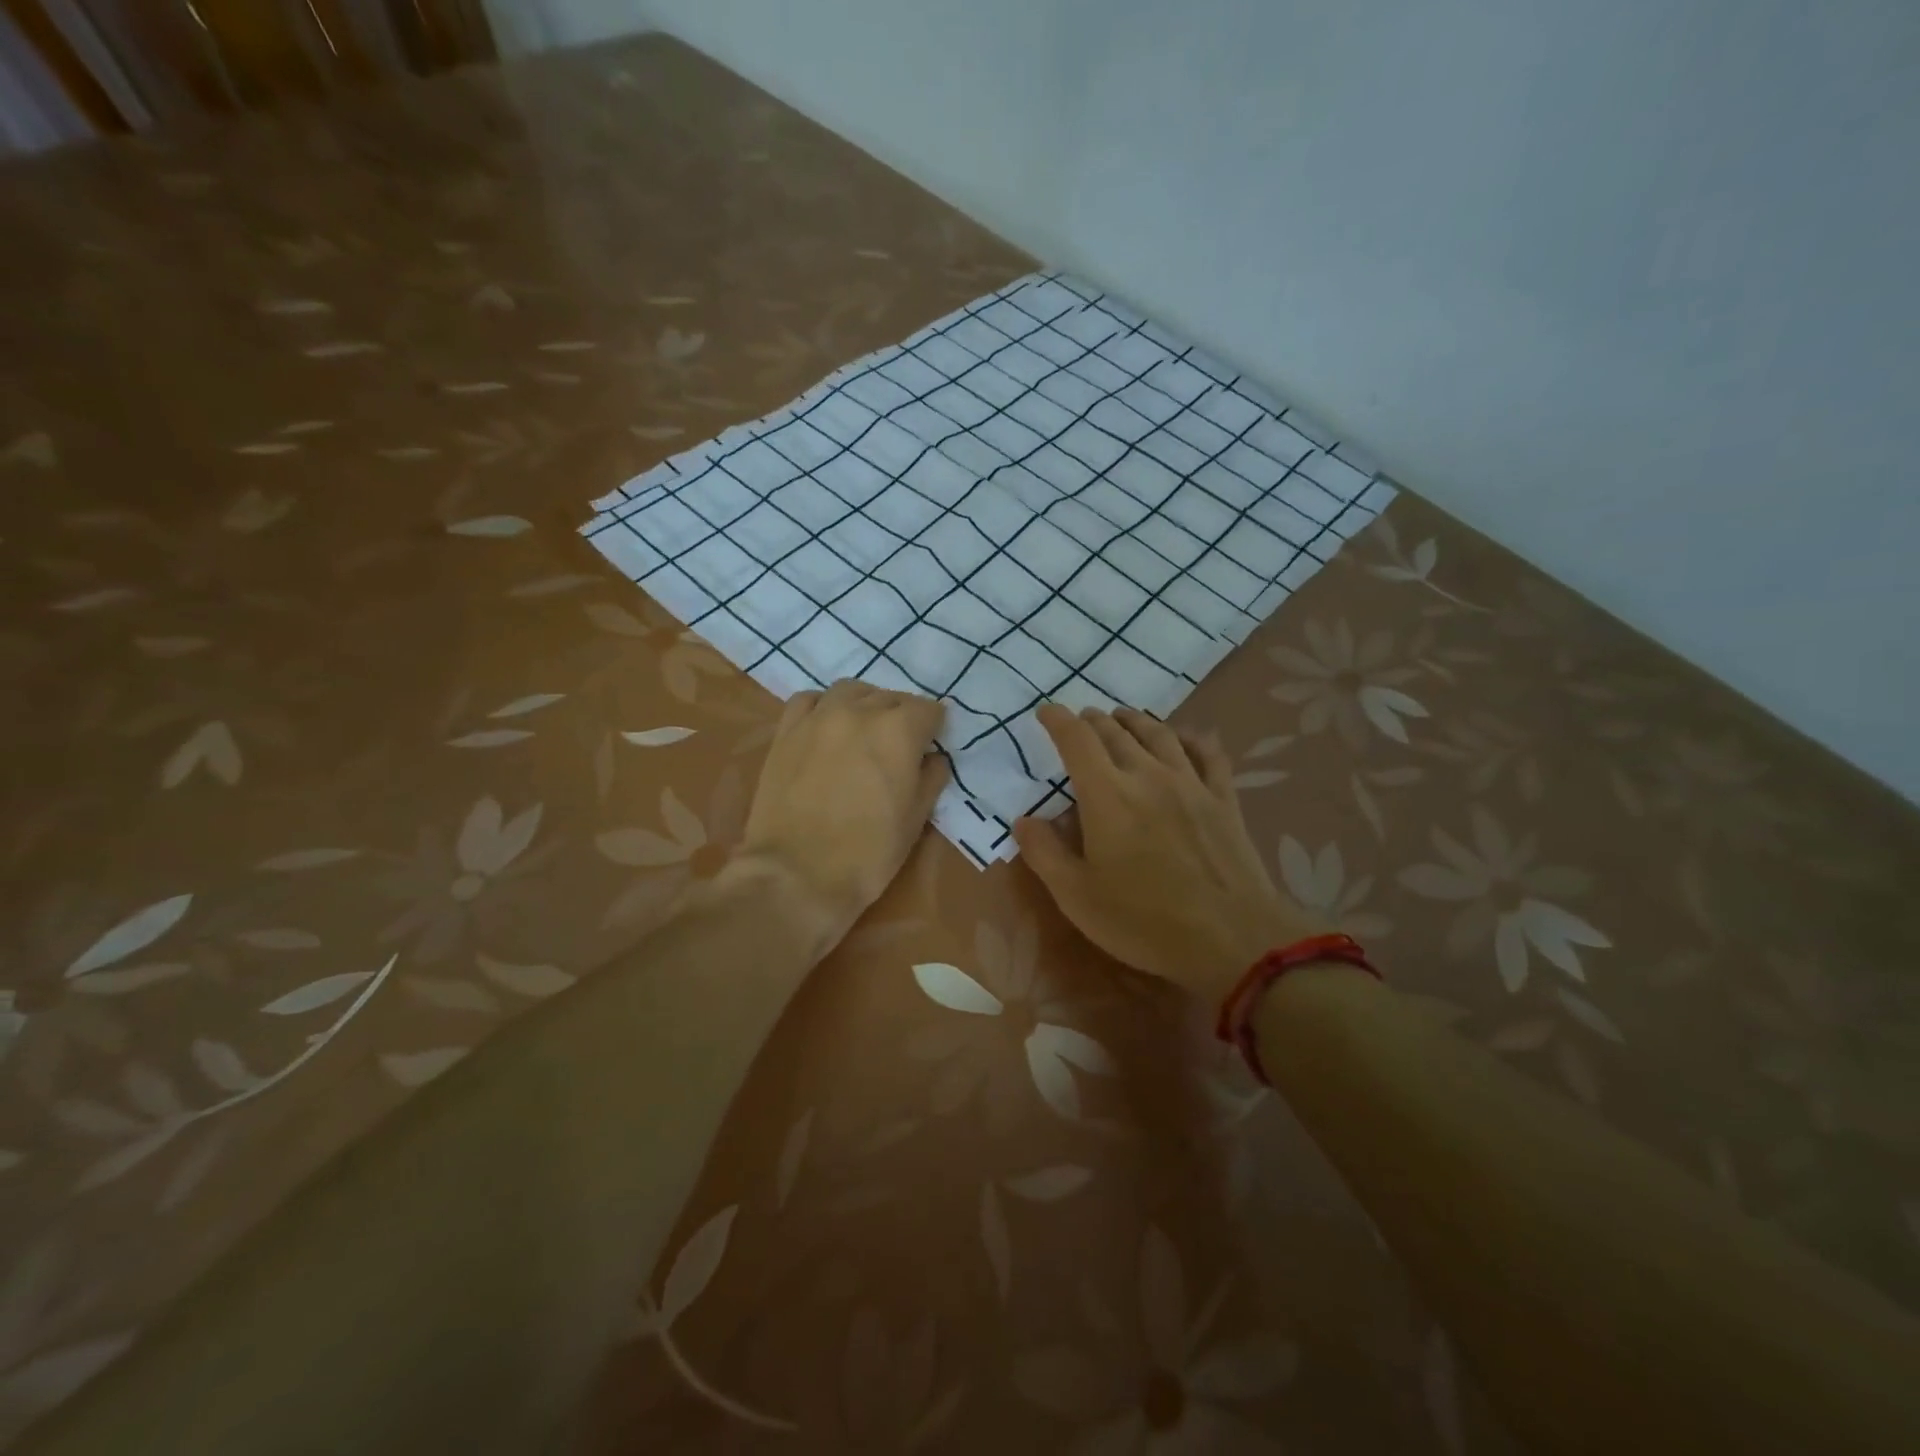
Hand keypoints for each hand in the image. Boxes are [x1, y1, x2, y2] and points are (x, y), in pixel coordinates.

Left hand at [736, 680, 948, 936]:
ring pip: (850, 691)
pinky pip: (809, 701)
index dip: (935, 728)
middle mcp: (860, 712)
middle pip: (891, 698)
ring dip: (865, 704)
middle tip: (901, 744)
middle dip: (903, 716)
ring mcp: (818, 718)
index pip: (928, 710)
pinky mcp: (786, 732)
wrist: (797, 875)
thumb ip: (931, 778)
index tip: (932, 745)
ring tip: (865, 729)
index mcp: (898, 731)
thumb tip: (932, 758)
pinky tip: (827, 727)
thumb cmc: (868, 853)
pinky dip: (824, 707)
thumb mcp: (915, 820)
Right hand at [1013, 705, 1324, 1003]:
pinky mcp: (1224, 799)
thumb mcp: (1076, 896)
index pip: (1077, 740)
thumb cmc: (1143, 921)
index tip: (1046, 711)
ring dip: (1136, 720)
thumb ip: (1044, 853)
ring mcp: (1191, 784)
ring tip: (1123, 718)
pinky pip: (1208, 754)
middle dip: (1093, 720)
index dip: (1058, 720)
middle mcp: (1147, 775)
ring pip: (1160, 734)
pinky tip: (1185, 738)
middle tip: (1081, 719)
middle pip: (1116, 732)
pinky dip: (1191, 738)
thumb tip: (1023, 820)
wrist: (1231, 938)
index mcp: (1107, 795)